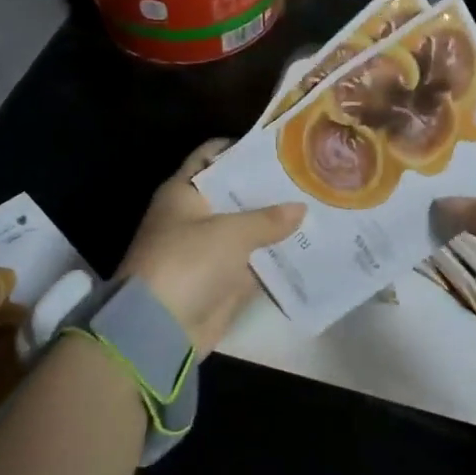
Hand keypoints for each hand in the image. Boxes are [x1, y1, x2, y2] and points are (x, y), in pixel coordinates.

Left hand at [119, 139, 304, 357]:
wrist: (159, 328)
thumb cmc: (188, 261)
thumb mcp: (231, 233)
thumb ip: (268, 218)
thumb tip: (300, 208)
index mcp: (183, 192)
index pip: (210, 156)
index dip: (239, 148)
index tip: (277, 146)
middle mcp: (194, 216)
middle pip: (234, 194)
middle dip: (266, 189)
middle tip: (306, 178)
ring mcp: (207, 250)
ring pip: (246, 230)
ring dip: (274, 225)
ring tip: (315, 209)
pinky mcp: (220, 281)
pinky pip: (252, 263)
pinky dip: (273, 258)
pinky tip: (307, 247)